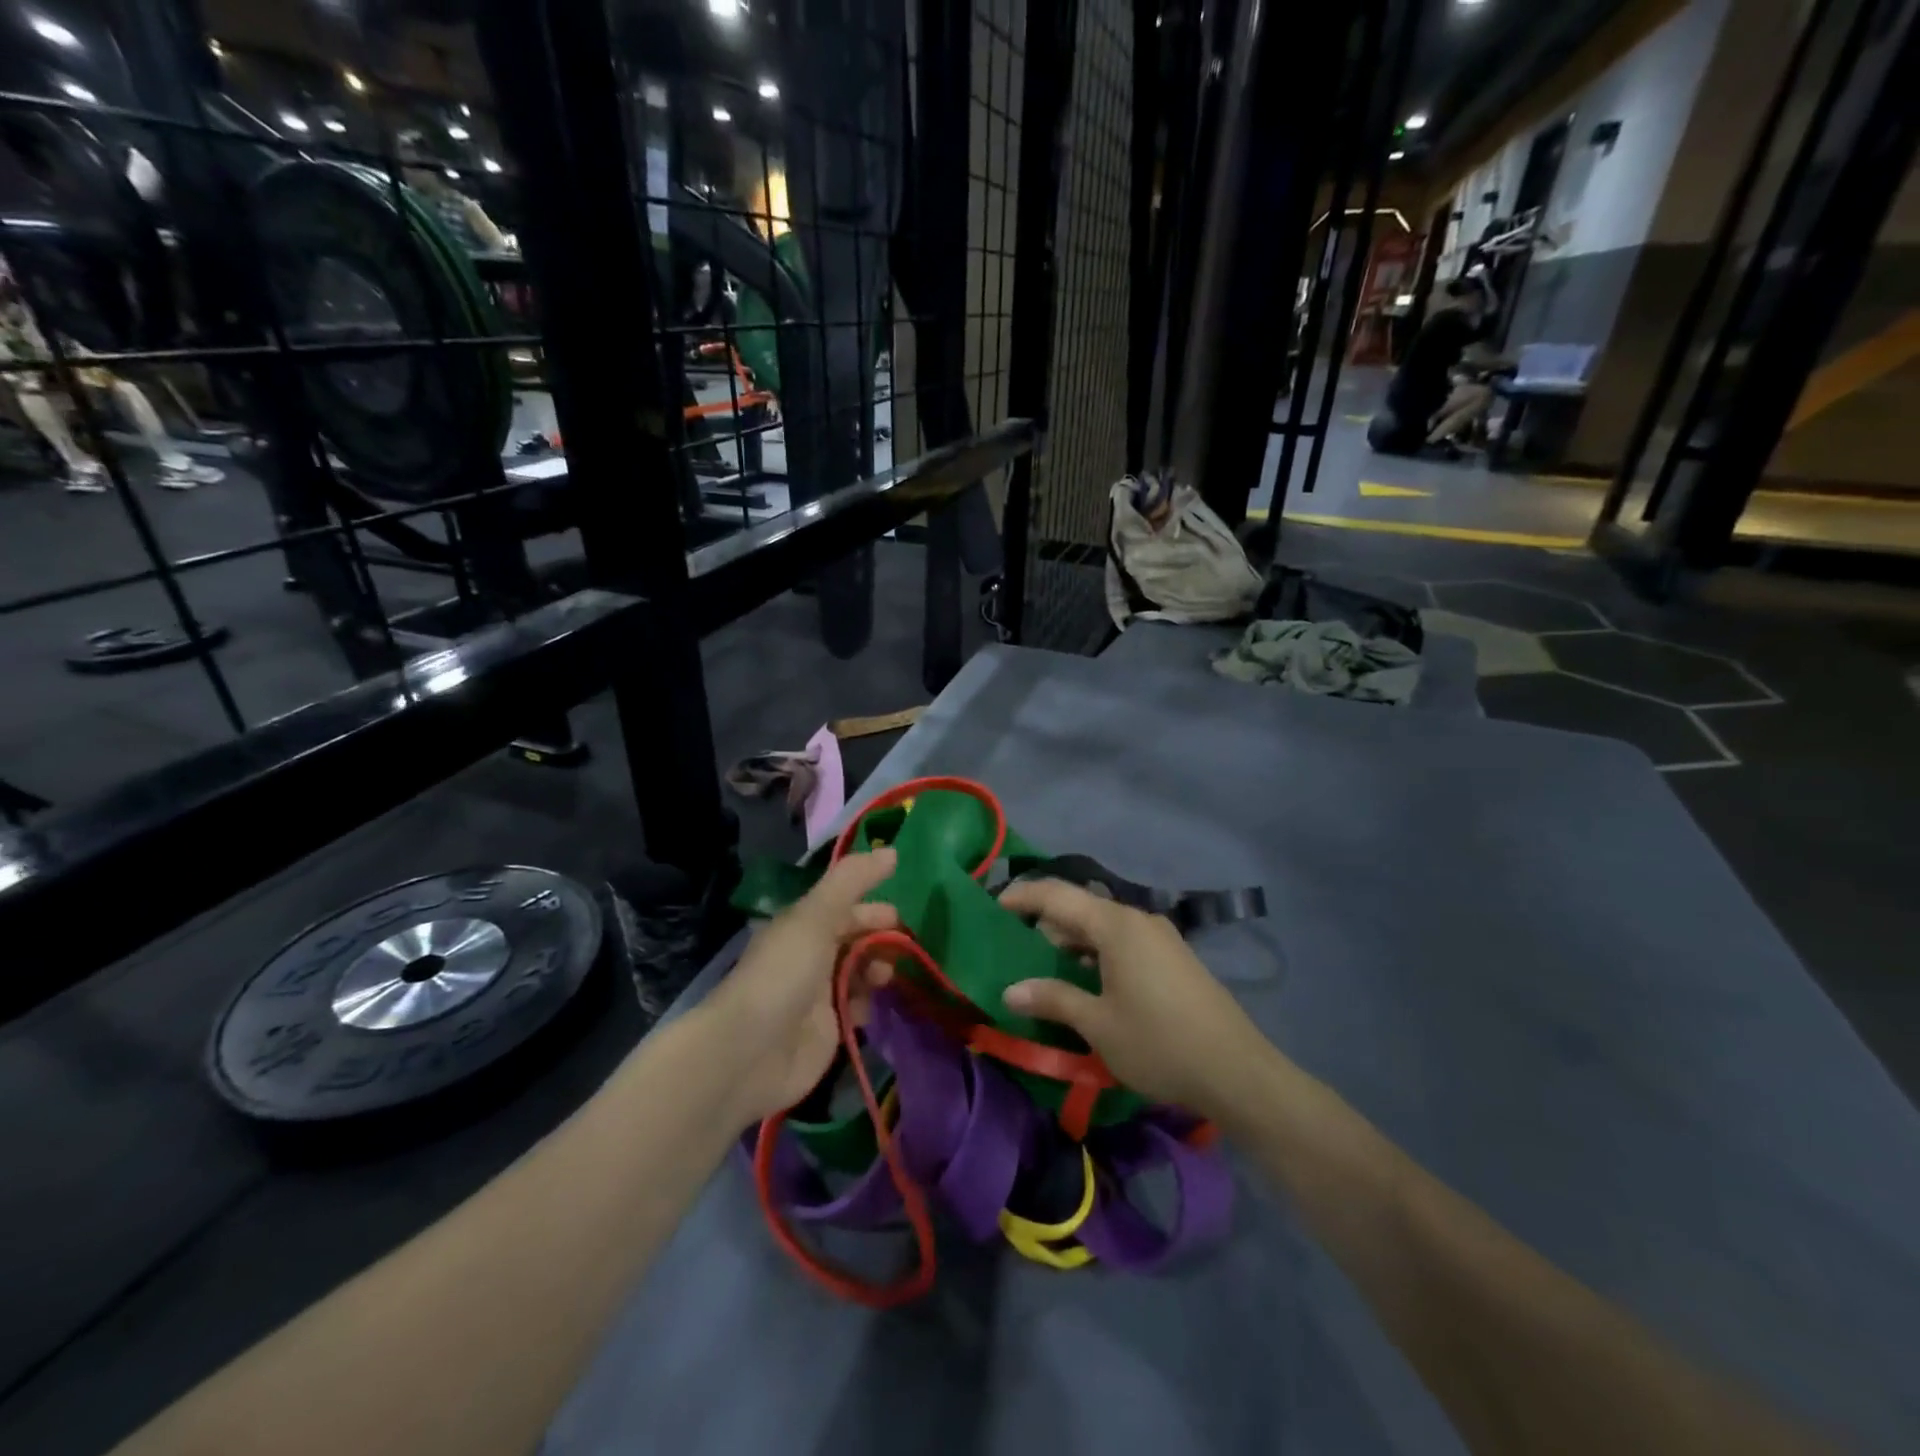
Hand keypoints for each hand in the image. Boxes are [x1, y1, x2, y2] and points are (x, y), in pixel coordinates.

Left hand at [699, 850, 899, 1125]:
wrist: (750, 1051)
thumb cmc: (784, 973)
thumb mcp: (816, 915)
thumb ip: (853, 881)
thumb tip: (892, 850)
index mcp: (801, 926)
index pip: (842, 908)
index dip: (870, 907)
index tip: (900, 914)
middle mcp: (809, 957)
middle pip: (853, 940)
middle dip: (879, 938)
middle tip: (904, 944)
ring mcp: (818, 996)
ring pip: (858, 973)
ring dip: (877, 970)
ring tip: (886, 976)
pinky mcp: (828, 1031)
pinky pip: (858, 1008)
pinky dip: (870, 1003)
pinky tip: (876, 1005)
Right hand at [998, 879, 1273, 1119]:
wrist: (1237, 1071)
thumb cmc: (1158, 1043)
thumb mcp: (1098, 1024)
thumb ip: (1052, 999)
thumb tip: (1011, 991)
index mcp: (1116, 925)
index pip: (1057, 895)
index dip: (1022, 897)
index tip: (992, 908)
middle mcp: (1138, 919)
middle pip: (1080, 910)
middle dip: (1045, 927)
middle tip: (1015, 954)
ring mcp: (1160, 937)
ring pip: (1102, 928)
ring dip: (1072, 945)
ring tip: (1046, 975)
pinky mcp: (1173, 958)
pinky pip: (1123, 944)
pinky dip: (1097, 955)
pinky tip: (1087, 986)